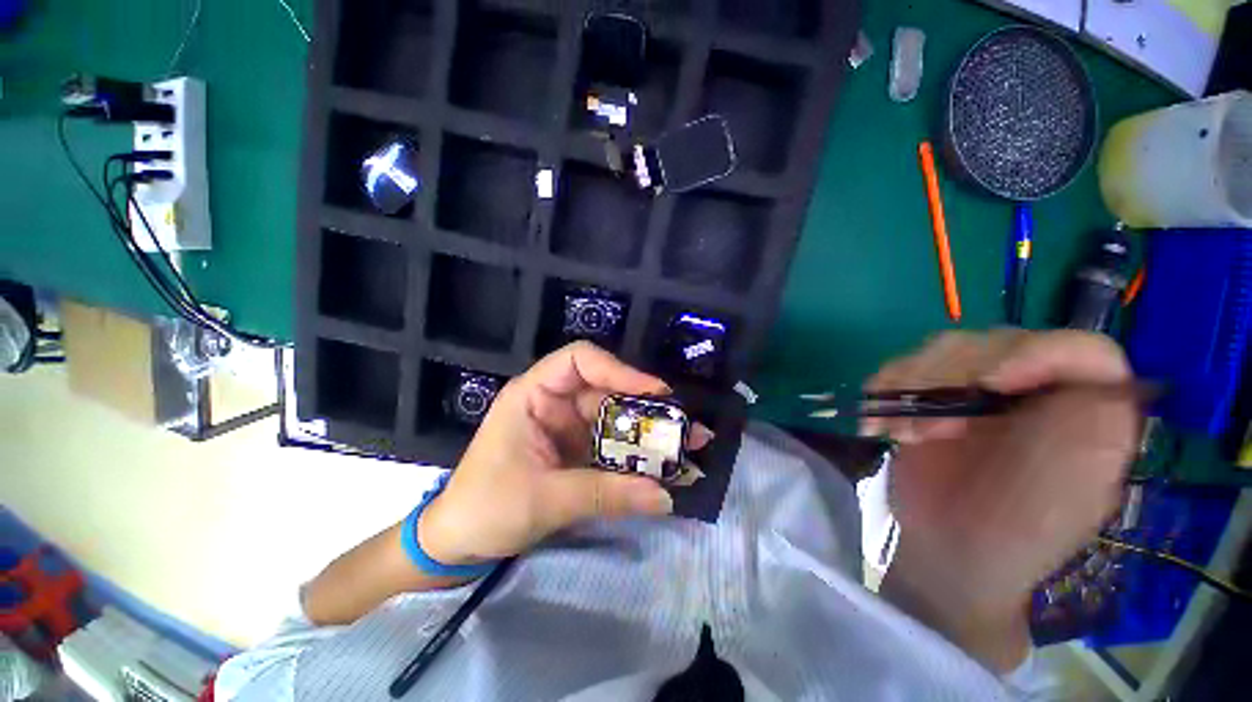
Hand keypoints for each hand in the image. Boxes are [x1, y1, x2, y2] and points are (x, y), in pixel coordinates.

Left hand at [419, 342, 710, 565]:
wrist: (458, 543)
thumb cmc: (485, 508)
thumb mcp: (546, 500)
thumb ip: (605, 495)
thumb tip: (664, 497)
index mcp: (534, 395)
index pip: (580, 360)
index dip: (619, 369)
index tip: (654, 392)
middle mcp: (555, 403)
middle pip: (607, 391)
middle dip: (646, 409)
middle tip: (684, 428)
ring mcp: (568, 427)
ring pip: (614, 420)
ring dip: (647, 435)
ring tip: (685, 448)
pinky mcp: (576, 450)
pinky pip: (612, 446)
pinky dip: (635, 456)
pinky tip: (661, 467)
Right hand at [869, 330, 1140, 668]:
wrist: (947, 552)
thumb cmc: (1014, 535)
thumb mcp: (1069, 494)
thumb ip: (1090, 433)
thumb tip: (1084, 376)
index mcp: (1084, 412)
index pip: (1081, 351)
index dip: (1035, 353)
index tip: (984, 384)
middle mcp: (1035, 391)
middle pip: (997, 343)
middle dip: (950, 380)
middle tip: (926, 429)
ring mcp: (978, 392)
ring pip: (942, 352)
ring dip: (909, 387)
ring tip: (898, 432)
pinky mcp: (932, 399)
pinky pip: (902, 371)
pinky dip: (882, 392)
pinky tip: (878, 425)